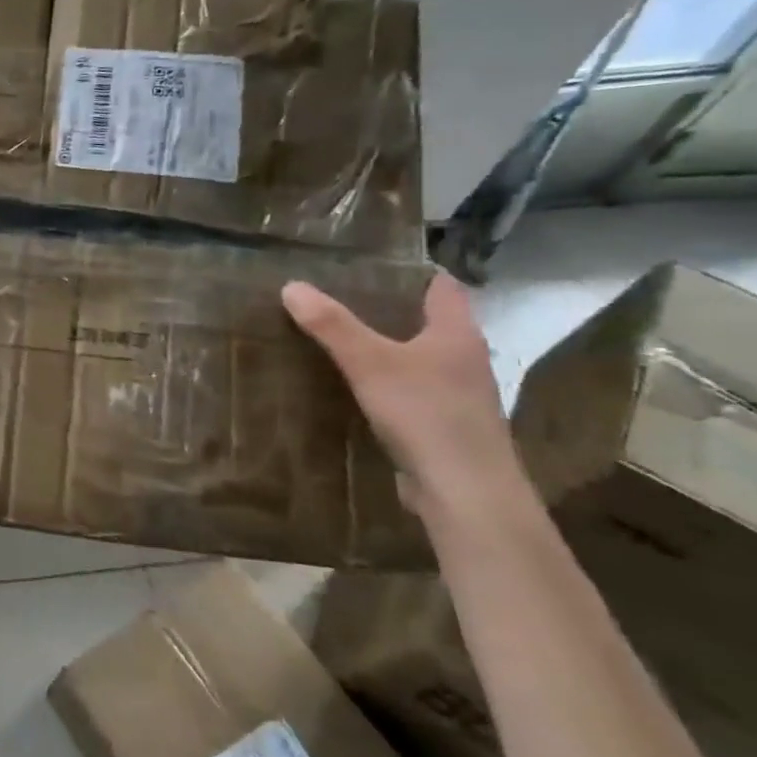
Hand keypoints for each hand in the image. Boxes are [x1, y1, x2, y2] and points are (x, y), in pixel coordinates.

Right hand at [281, 271, 526, 516]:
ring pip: (418, 358)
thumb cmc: (426, 414)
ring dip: (386, 348)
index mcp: (457, 334)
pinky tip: (353, 387)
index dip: (411, 271)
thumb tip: (291, 285)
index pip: (441, 287)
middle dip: (388, 309)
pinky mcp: (443, 426)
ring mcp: (457, 396)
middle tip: (338, 295)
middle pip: (427, 322)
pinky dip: (385, 383)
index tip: (371, 263)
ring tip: (338, 337)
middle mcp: (464, 359)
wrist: (465, 492)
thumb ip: (332, 325)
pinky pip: (410, 391)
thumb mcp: (370, 363)